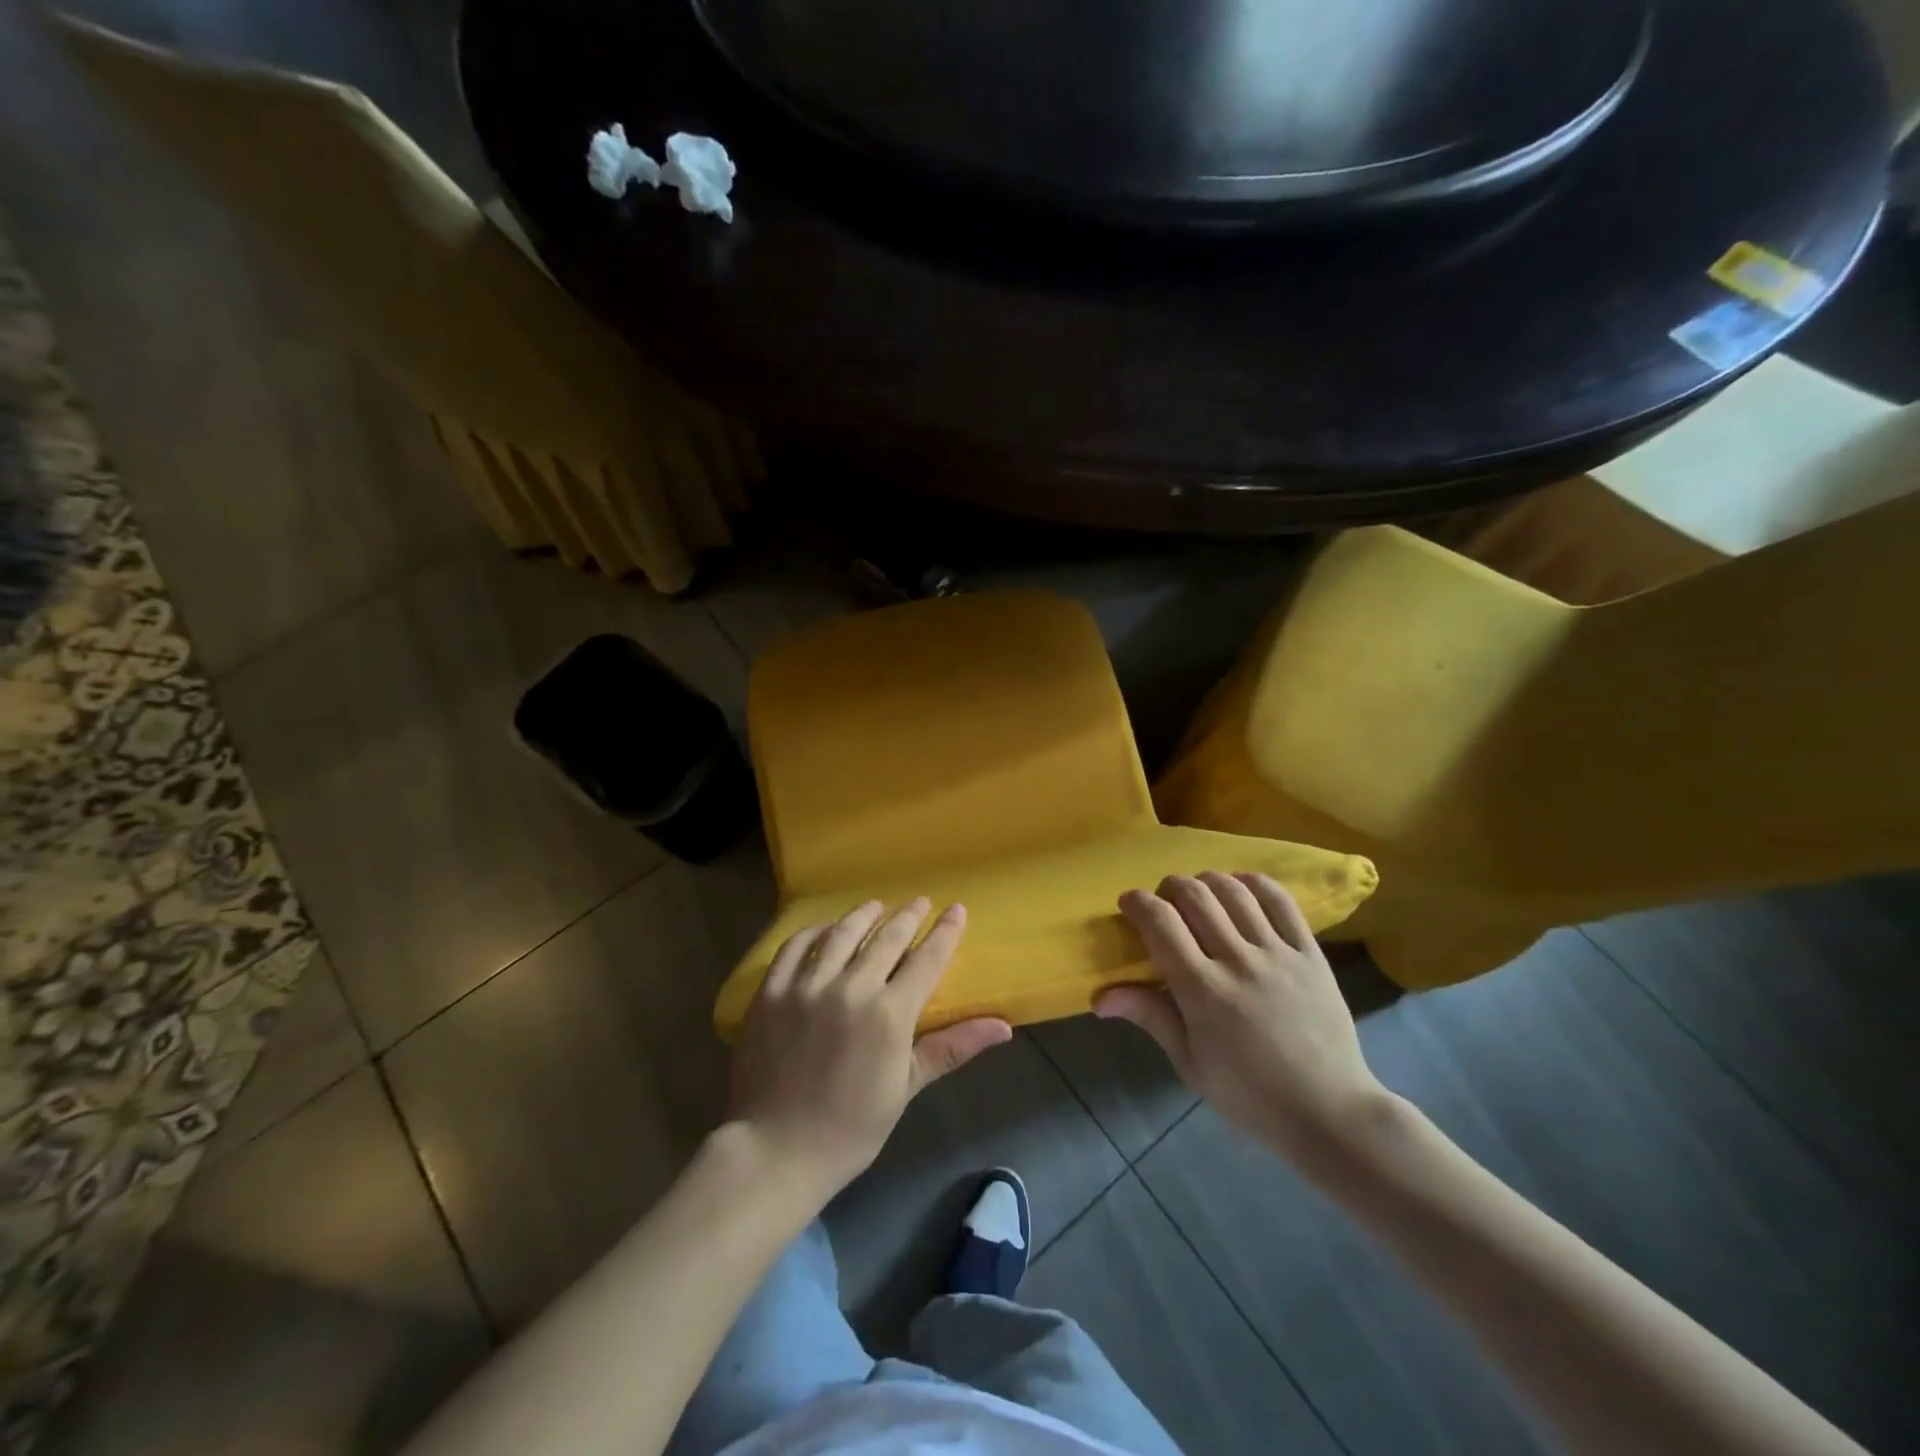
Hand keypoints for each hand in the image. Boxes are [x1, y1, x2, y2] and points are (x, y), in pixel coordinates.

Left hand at [729, 899, 1012, 1199]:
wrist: (776, 1150)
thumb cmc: (851, 1126)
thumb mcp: (907, 1086)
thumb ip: (953, 1047)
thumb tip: (1004, 1027)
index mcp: (889, 1014)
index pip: (926, 959)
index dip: (945, 932)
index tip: (956, 910)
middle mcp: (850, 988)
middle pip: (887, 938)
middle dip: (908, 916)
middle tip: (920, 901)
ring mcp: (806, 986)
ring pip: (841, 933)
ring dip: (864, 915)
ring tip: (876, 906)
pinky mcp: (772, 991)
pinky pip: (795, 947)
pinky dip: (813, 931)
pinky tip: (825, 929)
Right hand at [1098, 872, 1390, 1165]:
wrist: (1329, 1112)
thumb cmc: (1249, 1095)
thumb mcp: (1190, 1063)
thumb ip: (1149, 1016)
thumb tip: (1099, 997)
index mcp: (1203, 990)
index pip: (1160, 923)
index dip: (1138, 903)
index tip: (1129, 904)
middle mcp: (1238, 961)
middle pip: (1194, 895)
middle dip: (1169, 887)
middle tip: (1163, 902)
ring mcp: (1278, 953)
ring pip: (1234, 891)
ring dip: (1207, 881)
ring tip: (1199, 894)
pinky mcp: (1310, 953)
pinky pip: (1281, 902)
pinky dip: (1254, 884)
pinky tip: (1240, 888)